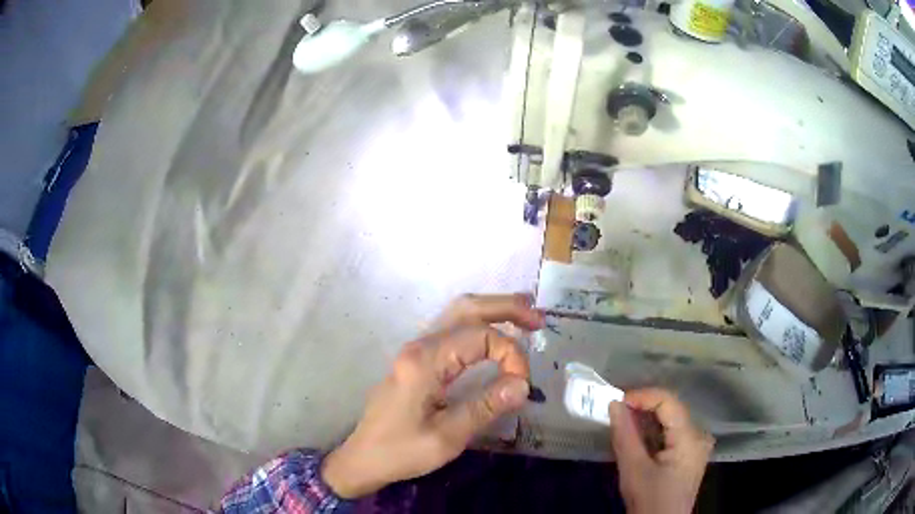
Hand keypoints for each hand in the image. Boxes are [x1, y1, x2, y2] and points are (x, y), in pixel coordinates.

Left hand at [322, 294, 544, 497]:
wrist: (363, 458)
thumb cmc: (401, 451)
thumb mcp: (447, 437)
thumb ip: (486, 407)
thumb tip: (523, 384)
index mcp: (425, 361)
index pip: (480, 336)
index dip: (510, 354)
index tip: (522, 385)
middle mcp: (419, 345)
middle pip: (466, 308)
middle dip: (506, 307)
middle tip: (538, 318)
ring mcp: (416, 350)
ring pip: (457, 313)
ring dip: (493, 310)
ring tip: (525, 315)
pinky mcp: (417, 360)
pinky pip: (451, 329)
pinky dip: (478, 323)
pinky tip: (494, 331)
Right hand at [609, 388, 714, 513]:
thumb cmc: (649, 500)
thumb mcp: (633, 470)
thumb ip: (625, 435)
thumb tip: (614, 404)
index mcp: (690, 438)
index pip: (668, 402)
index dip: (643, 396)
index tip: (617, 402)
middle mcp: (699, 435)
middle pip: (671, 409)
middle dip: (643, 407)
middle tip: (616, 411)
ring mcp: (697, 445)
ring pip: (671, 420)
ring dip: (647, 419)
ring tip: (623, 422)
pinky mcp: (690, 454)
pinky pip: (672, 432)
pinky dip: (654, 431)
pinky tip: (638, 437)